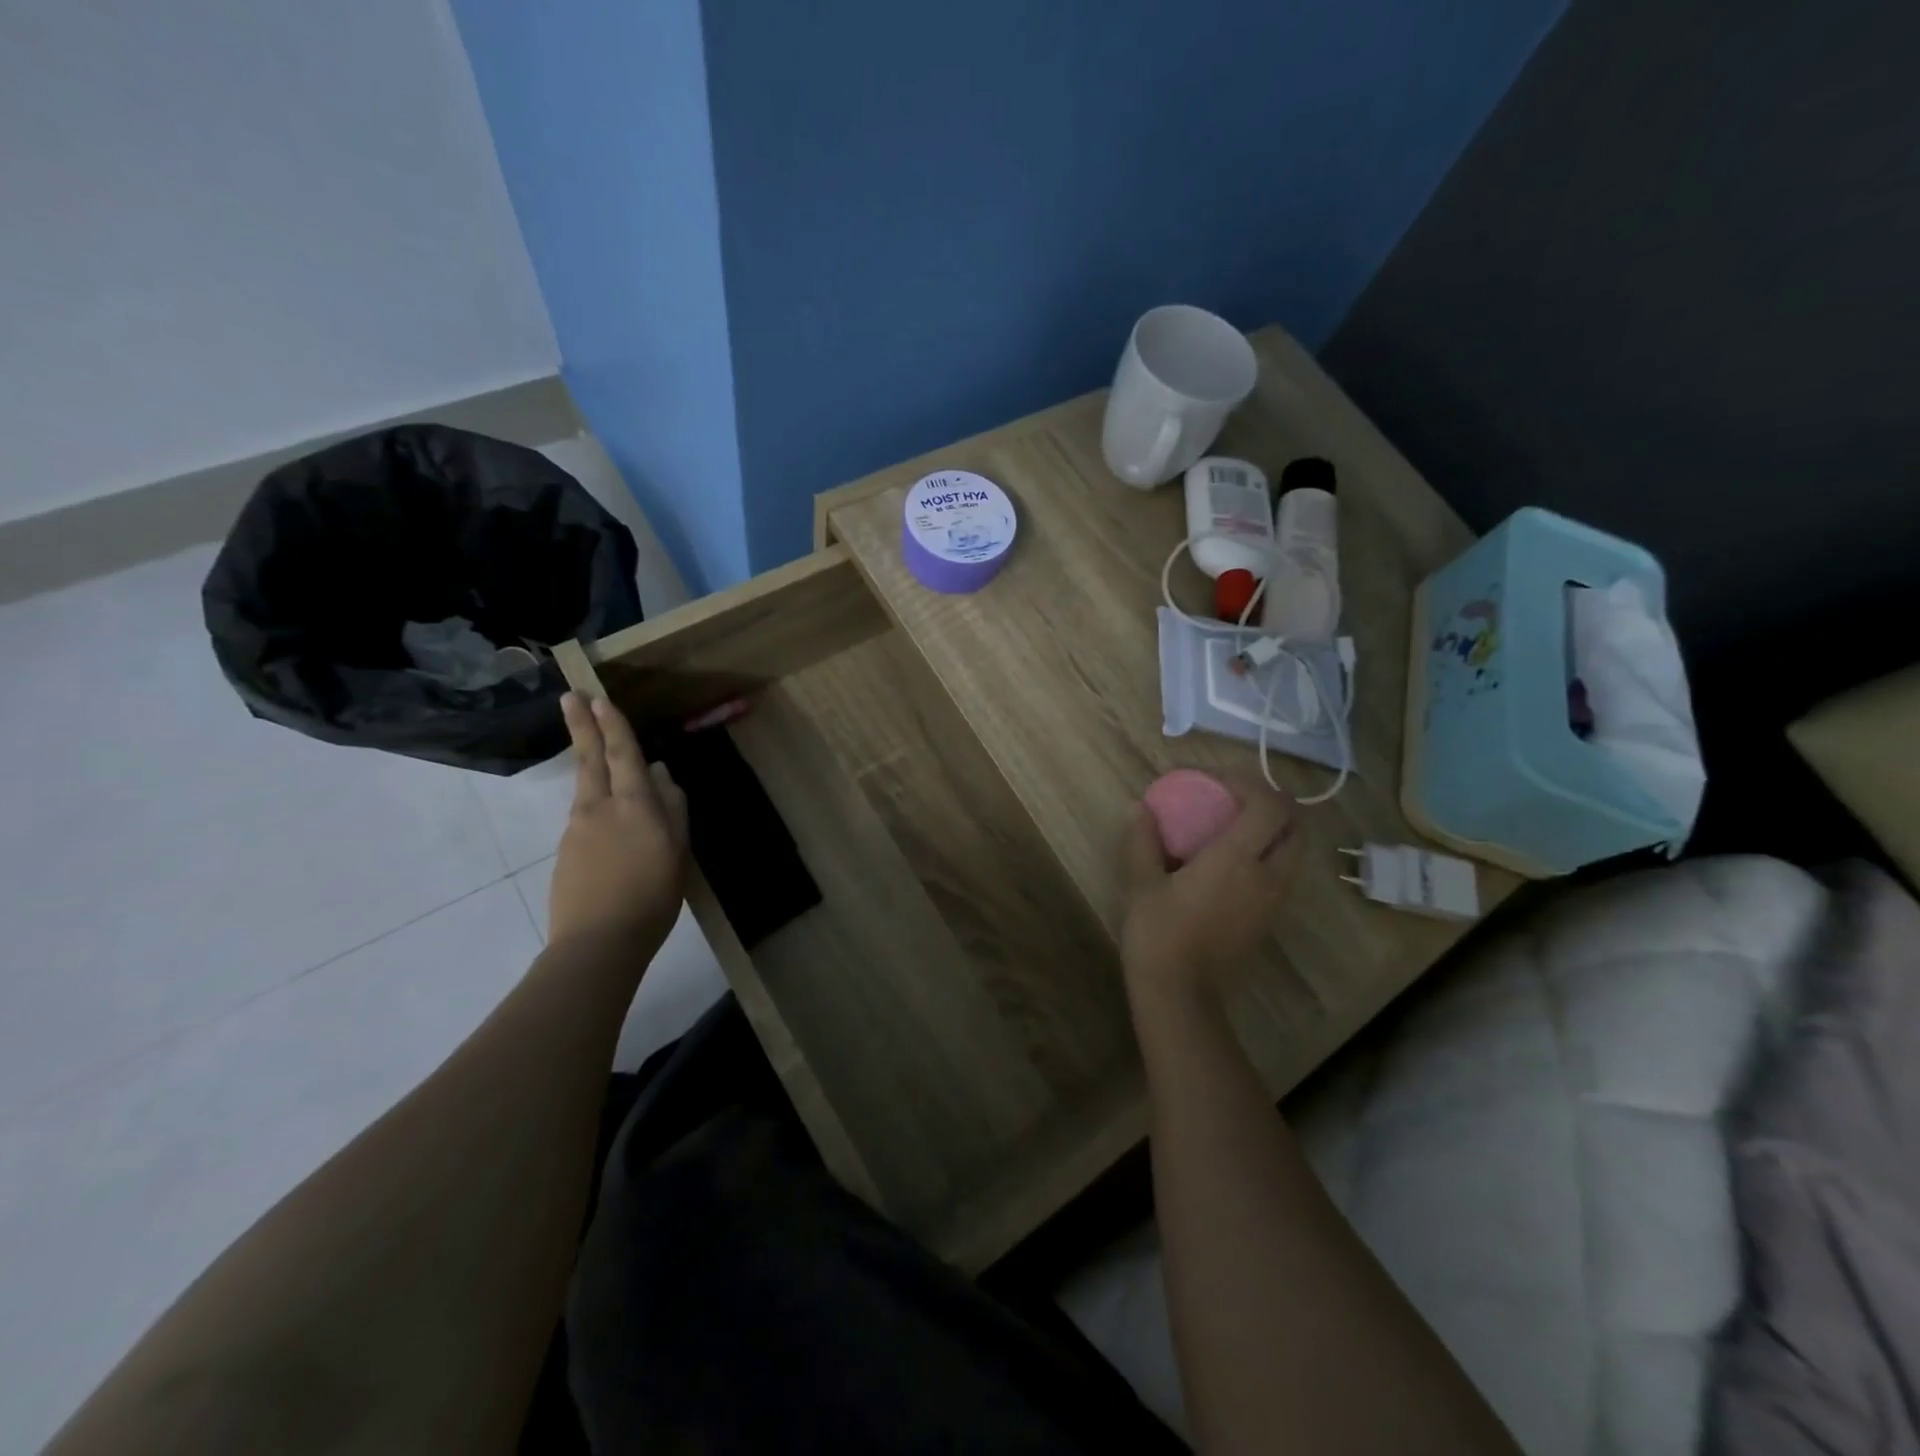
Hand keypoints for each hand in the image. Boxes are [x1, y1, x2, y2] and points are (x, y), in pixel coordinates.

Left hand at [548, 693, 688, 950]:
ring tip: (595, 750)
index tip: (598, 698)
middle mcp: (599, 808)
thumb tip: (662, 775)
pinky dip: (594, 802)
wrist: (597, 943)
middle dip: (582, 726)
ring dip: (588, 762)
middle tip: (570, 697)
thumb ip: (673, 810)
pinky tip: (607, 818)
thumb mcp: (678, 852)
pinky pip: (584, 815)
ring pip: (586, 787)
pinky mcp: (566, 851)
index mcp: (634, 805)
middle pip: (590, 759)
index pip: (622, 754)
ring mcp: (577, 829)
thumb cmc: (652, 897)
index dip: (613, 725)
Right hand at [1120, 783, 1300, 1009]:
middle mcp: (1267, 876)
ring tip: (1237, 826)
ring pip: (1295, 852)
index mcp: (1236, 859)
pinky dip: (1270, 855)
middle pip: (1296, 826)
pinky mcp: (1269, 920)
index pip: (1267, 805)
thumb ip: (1143, 840)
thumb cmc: (1158, 933)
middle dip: (1275, 804)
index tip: (1218, 780)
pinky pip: (1283, 874)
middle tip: (1239, 799)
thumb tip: (1140, 808)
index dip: (1249, 783)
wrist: (1180, 993)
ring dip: (1276, 830)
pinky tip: (1234, 861)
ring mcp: (1273, 901)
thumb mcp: (1141, 882)